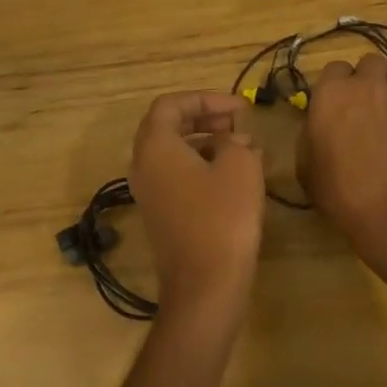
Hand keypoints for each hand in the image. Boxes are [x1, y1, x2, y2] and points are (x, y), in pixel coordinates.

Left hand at [127, 92, 265, 324]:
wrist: (204, 288)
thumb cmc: (222, 218)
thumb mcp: (240, 166)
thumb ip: (237, 142)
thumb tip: (234, 142)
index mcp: (154, 146)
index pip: (171, 104)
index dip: (206, 98)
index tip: (240, 107)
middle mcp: (143, 165)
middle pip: (168, 126)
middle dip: (205, 117)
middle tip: (238, 122)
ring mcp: (148, 192)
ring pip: (174, 152)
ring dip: (206, 142)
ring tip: (243, 148)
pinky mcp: (160, 215)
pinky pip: (177, 175)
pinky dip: (202, 165)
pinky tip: (234, 176)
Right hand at [298, 53, 386, 245]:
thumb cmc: (340, 191)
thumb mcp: (306, 166)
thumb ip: (310, 137)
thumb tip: (316, 129)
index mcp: (331, 93)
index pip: (335, 67)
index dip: (337, 83)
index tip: (338, 103)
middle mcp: (367, 84)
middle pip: (371, 60)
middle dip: (370, 76)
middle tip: (369, 100)